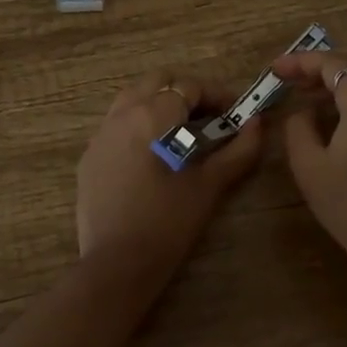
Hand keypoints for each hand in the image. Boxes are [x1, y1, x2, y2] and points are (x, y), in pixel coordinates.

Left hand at [76, 69, 264, 287]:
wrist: (116, 265)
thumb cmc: (168, 223)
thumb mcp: (209, 186)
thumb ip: (237, 151)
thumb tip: (257, 125)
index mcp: (152, 116)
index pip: (189, 87)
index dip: (217, 95)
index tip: (235, 113)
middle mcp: (122, 114)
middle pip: (157, 81)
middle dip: (186, 92)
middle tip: (209, 118)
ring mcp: (100, 134)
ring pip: (133, 98)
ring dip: (160, 104)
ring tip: (182, 132)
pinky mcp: (90, 156)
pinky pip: (116, 124)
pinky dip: (139, 124)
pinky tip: (153, 155)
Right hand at [273, 45, 346, 302]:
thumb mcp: (309, 166)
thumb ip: (298, 127)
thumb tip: (302, 112)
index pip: (332, 63)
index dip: (300, 62)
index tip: (274, 70)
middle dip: (327, 60)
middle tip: (298, 78)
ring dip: (345, 76)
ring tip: (311, 95)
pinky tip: (337, 117)